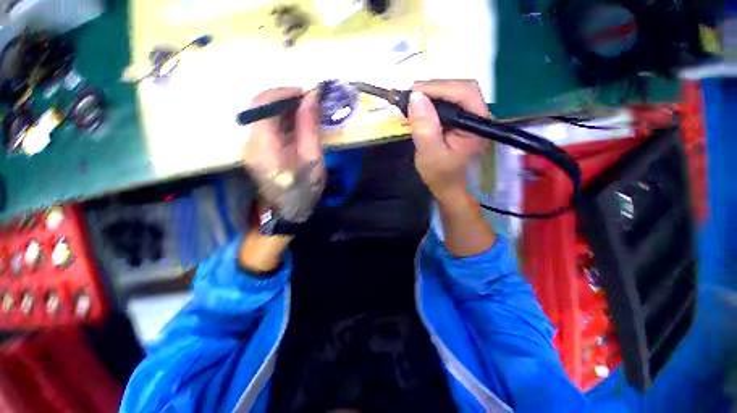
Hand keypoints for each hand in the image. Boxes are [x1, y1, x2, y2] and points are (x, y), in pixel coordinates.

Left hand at [243, 88, 324, 222]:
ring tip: (306, 114)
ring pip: (262, 117)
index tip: (305, 94)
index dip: (283, 93)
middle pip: (260, 108)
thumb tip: (312, 96)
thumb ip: (310, 126)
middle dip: (285, 101)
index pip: (262, 105)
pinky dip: (281, 122)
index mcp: (264, 147)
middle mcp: (250, 143)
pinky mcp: (255, 151)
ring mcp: (250, 147)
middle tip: (309, 104)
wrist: (291, 210)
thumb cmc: (305, 188)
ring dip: (285, 111)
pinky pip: (266, 128)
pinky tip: (297, 126)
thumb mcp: (313, 158)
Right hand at [408, 80, 489, 207]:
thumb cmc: (441, 176)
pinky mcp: (463, 120)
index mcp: (478, 125)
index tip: (413, 91)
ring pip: (455, 93)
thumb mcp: (429, 154)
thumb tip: (415, 97)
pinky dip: (434, 102)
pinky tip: (422, 108)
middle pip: (461, 89)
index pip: (464, 92)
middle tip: (411, 96)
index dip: (438, 87)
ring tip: (413, 101)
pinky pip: (450, 103)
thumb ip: (424, 128)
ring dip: (433, 94)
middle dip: (435, 88)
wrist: (449, 187)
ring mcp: (472, 117)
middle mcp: (480, 116)